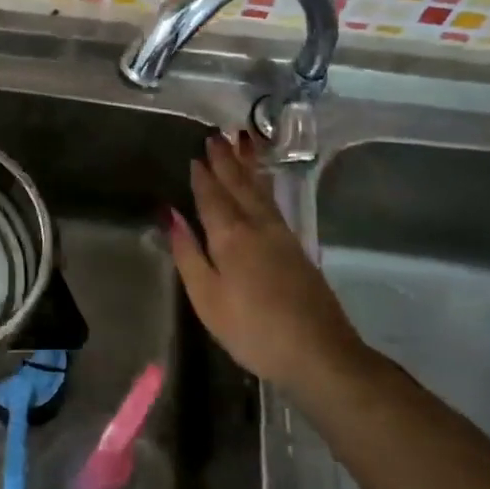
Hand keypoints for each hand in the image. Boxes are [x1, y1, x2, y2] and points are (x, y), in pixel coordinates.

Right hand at [167, 133, 363, 399]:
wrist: (318, 353)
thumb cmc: (252, 330)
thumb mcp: (207, 298)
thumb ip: (188, 254)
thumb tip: (171, 214)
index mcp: (230, 237)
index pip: (211, 197)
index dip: (203, 176)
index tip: (196, 154)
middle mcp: (256, 226)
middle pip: (238, 185)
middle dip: (226, 160)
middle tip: (217, 135)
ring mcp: (281, 235)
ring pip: (259, 190)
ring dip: (248, 165)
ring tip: (242, 142)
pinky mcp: (297, 248)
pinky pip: (273, 202)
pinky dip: (264, 184)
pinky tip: (262, 184)